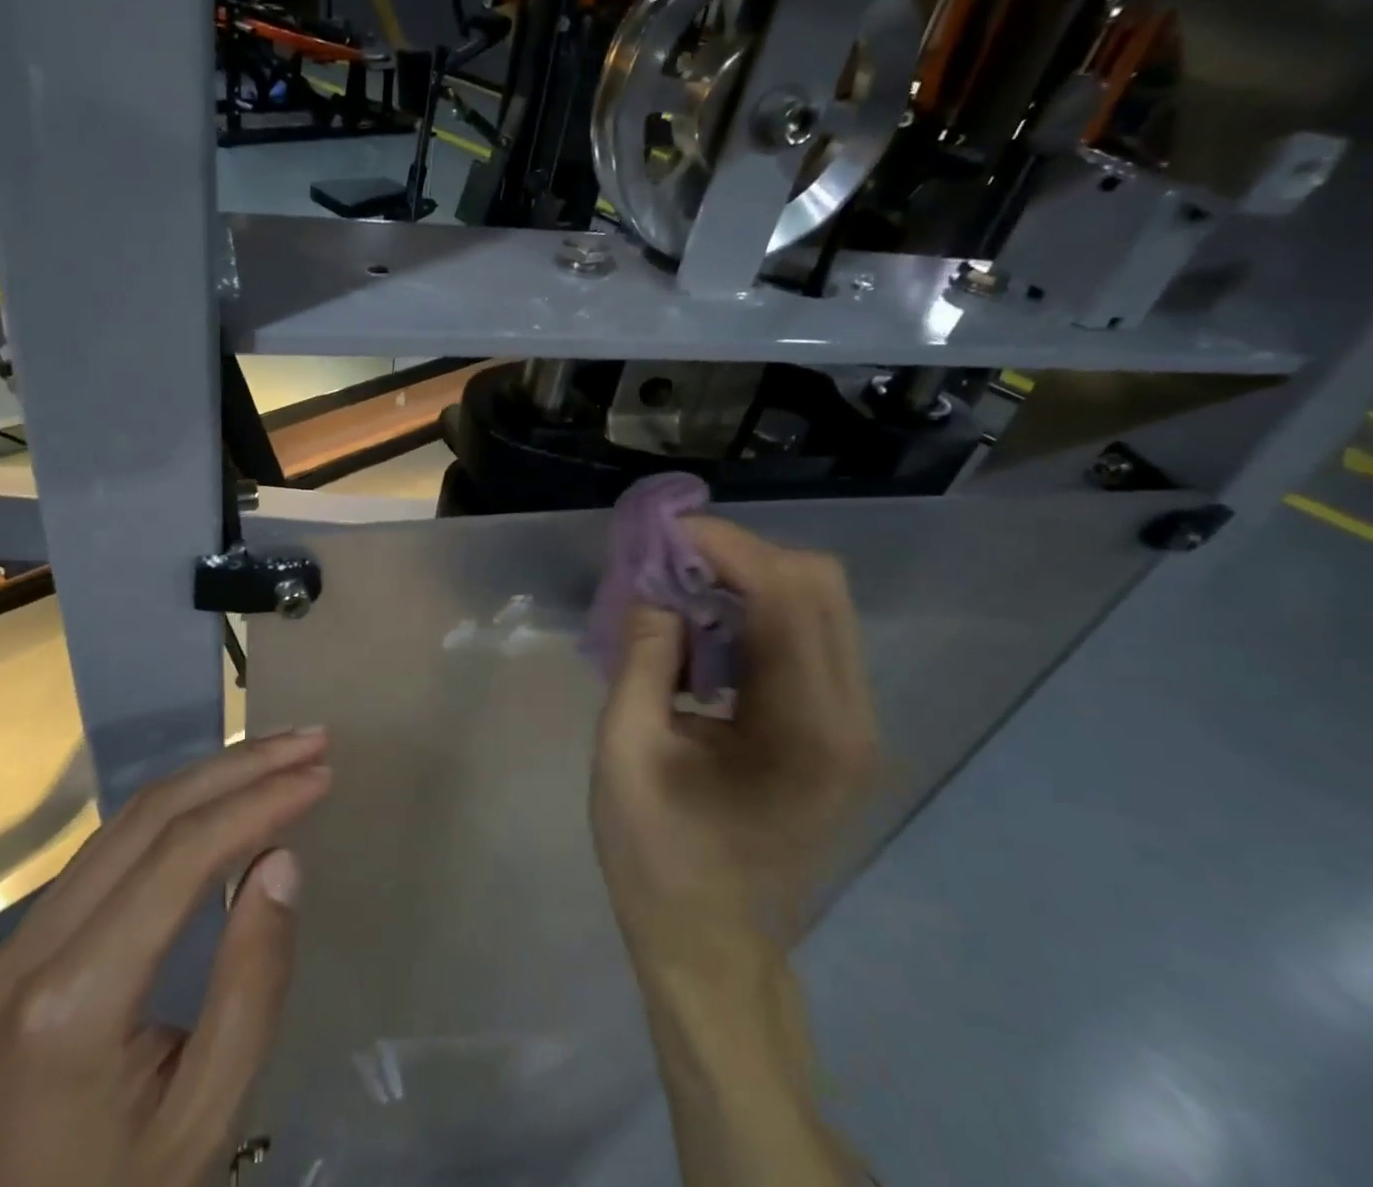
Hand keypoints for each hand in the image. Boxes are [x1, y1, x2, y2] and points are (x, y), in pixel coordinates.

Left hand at [0, 728, 331, 1186]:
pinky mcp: (24, 946)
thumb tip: (282, 860)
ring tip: (278, 755)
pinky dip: (177, 810)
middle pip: (149, 817)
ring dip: (209, 776)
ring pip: (126, 821)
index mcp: (72, 1002)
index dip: (258, 801)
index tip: (321, 773)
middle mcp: (32, 948)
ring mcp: (18, 942)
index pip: (180, 857)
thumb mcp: (204, 1120)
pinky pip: (110, 850)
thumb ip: (250, 985)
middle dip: (239, 766)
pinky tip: (221, 799)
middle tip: (310, 741)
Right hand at [589, 520, 874, 1186]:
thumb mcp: (626, 751)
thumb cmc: (658, 857)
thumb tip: (654, 585)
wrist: (711, 947)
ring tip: (679, 593)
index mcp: (805, 728)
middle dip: (739, 555)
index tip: (663, 532)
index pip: (785, 592)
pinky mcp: (839, 732)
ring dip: (748, 581)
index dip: (726, 545)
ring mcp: (853, 726)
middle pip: (818, 584)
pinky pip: (809, 638)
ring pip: (819, 605)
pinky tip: (705, 635)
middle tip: (669, 563)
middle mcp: (850, 717)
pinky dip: (757, 614)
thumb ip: (643, 656)